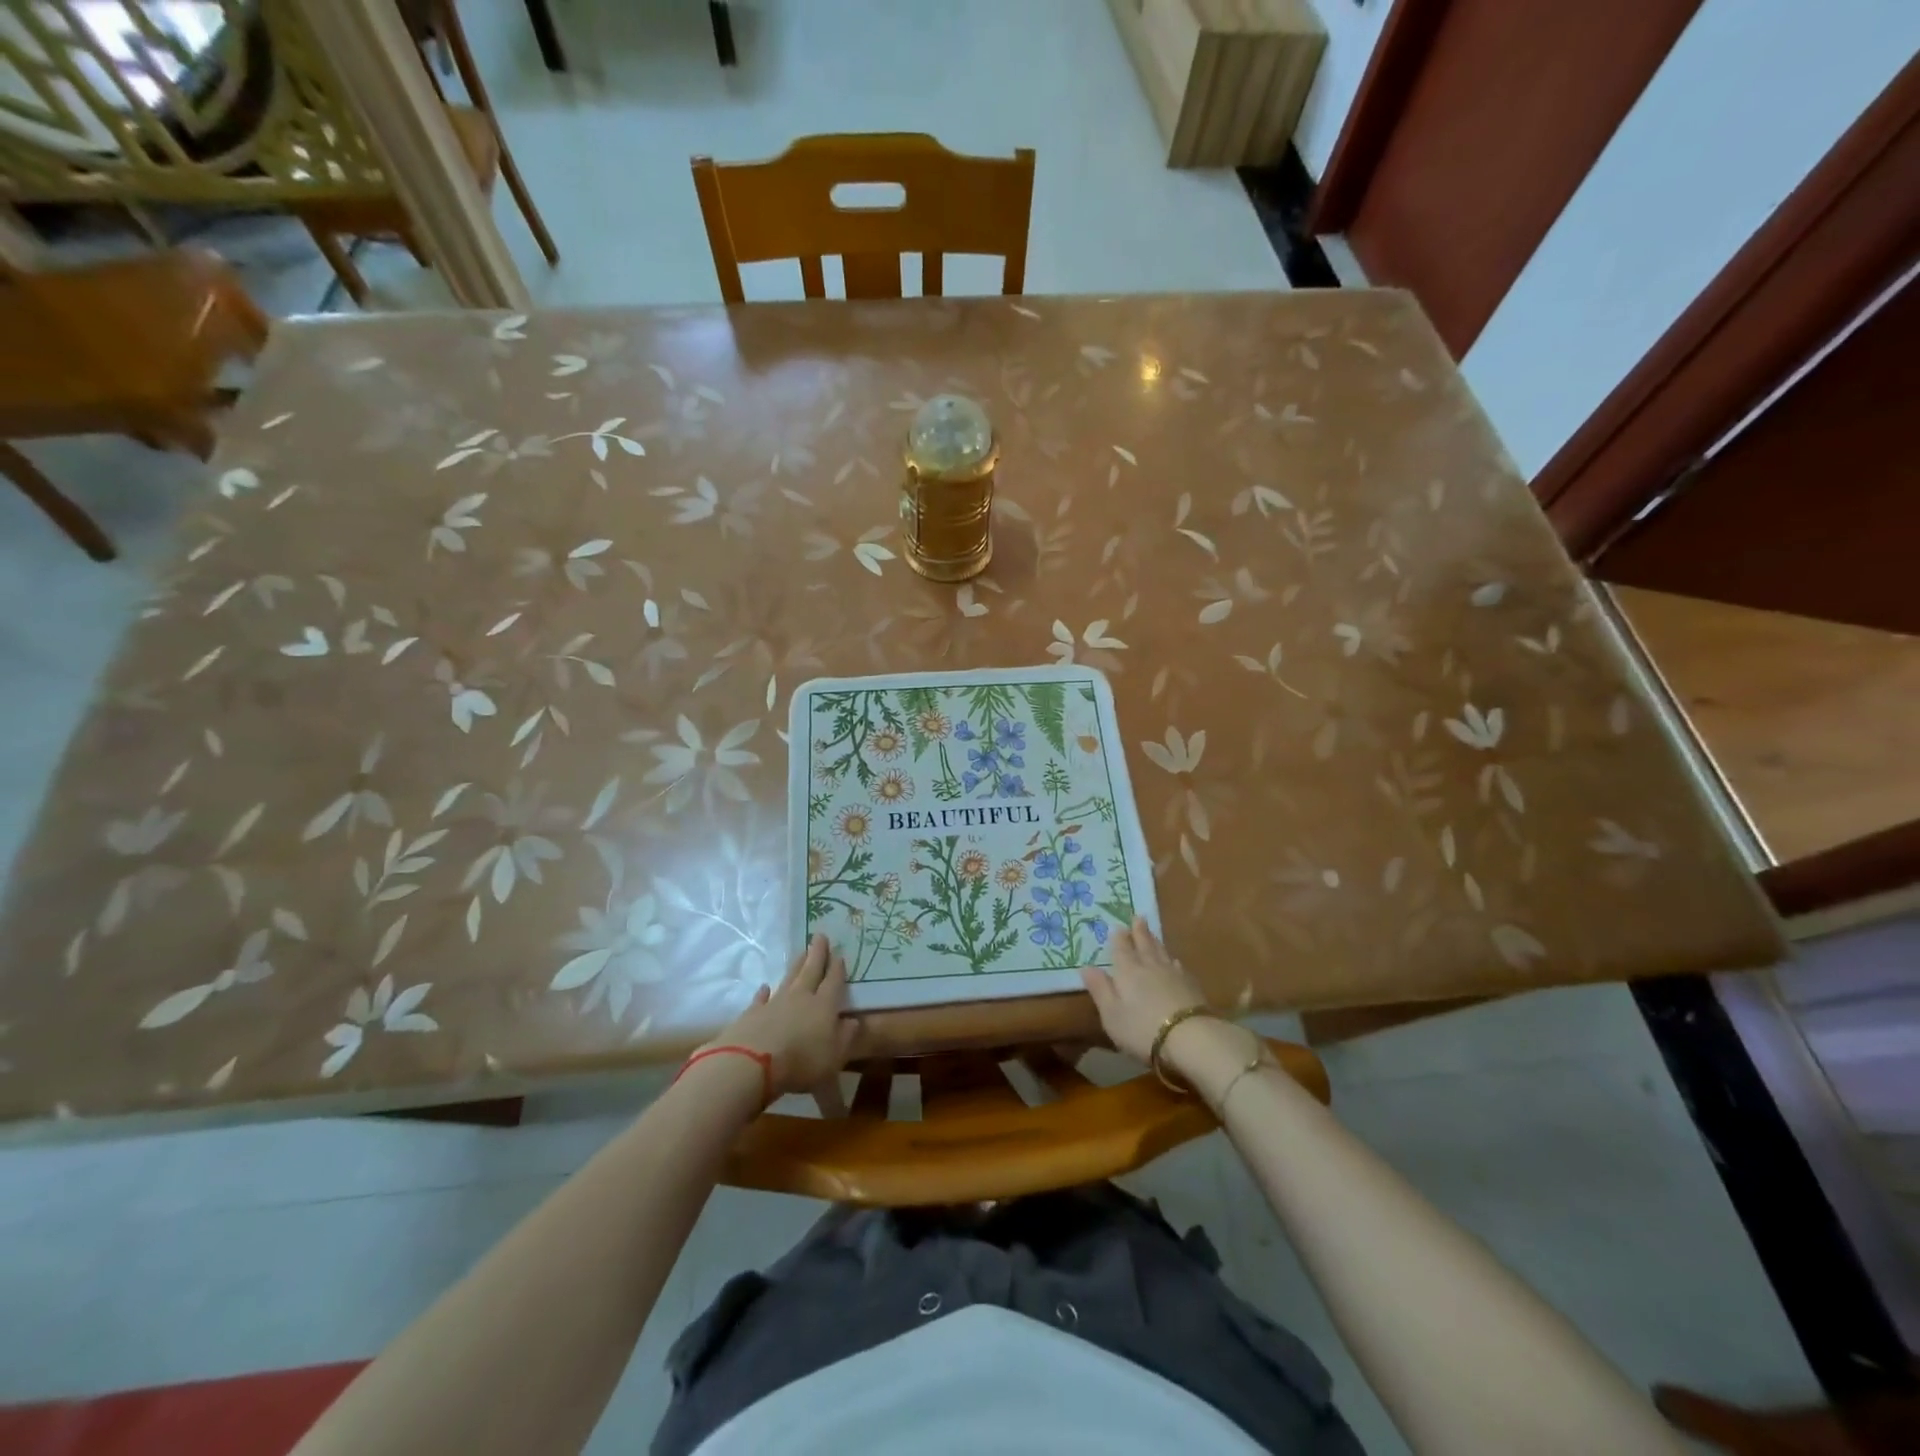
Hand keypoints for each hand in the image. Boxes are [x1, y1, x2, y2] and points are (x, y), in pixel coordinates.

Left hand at [709, 934, 857, 1097]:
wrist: (751, 1064)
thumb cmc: (801, 1062)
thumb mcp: (834, 1057)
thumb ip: (845, 1038)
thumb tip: (853, 1021)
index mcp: (824, 1006)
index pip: (833, 982)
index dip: (837, 968)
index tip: (839, 954)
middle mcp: (801, 998)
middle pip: (811, 971)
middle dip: (817, 954)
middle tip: (820, 936)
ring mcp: (775, 1003)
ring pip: (789, 978)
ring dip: (796, 965)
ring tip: (801, 952)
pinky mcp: (752, 1013)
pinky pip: (761, 998)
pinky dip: (764, 992)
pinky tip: (765, 987)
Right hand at [1078, 917, 1204, 1063]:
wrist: (1190, 1038)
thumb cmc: (1142, 1028)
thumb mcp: (1111, 1014)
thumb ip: (1100, 989)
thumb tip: (1086, 967)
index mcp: (1128, 971)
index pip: (1122, 950)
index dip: (1119, 938)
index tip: (1118, 926)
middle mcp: (1150, 966)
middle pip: (1144, 944)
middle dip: (1139, 931)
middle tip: (1138, 917)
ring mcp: (1173, 974)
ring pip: (1161, 952)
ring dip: (1155, 941)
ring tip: (1152, 933)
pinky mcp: (1191, 986)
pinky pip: (1178, 966)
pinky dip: (1173, 960)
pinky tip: (1174, 961)